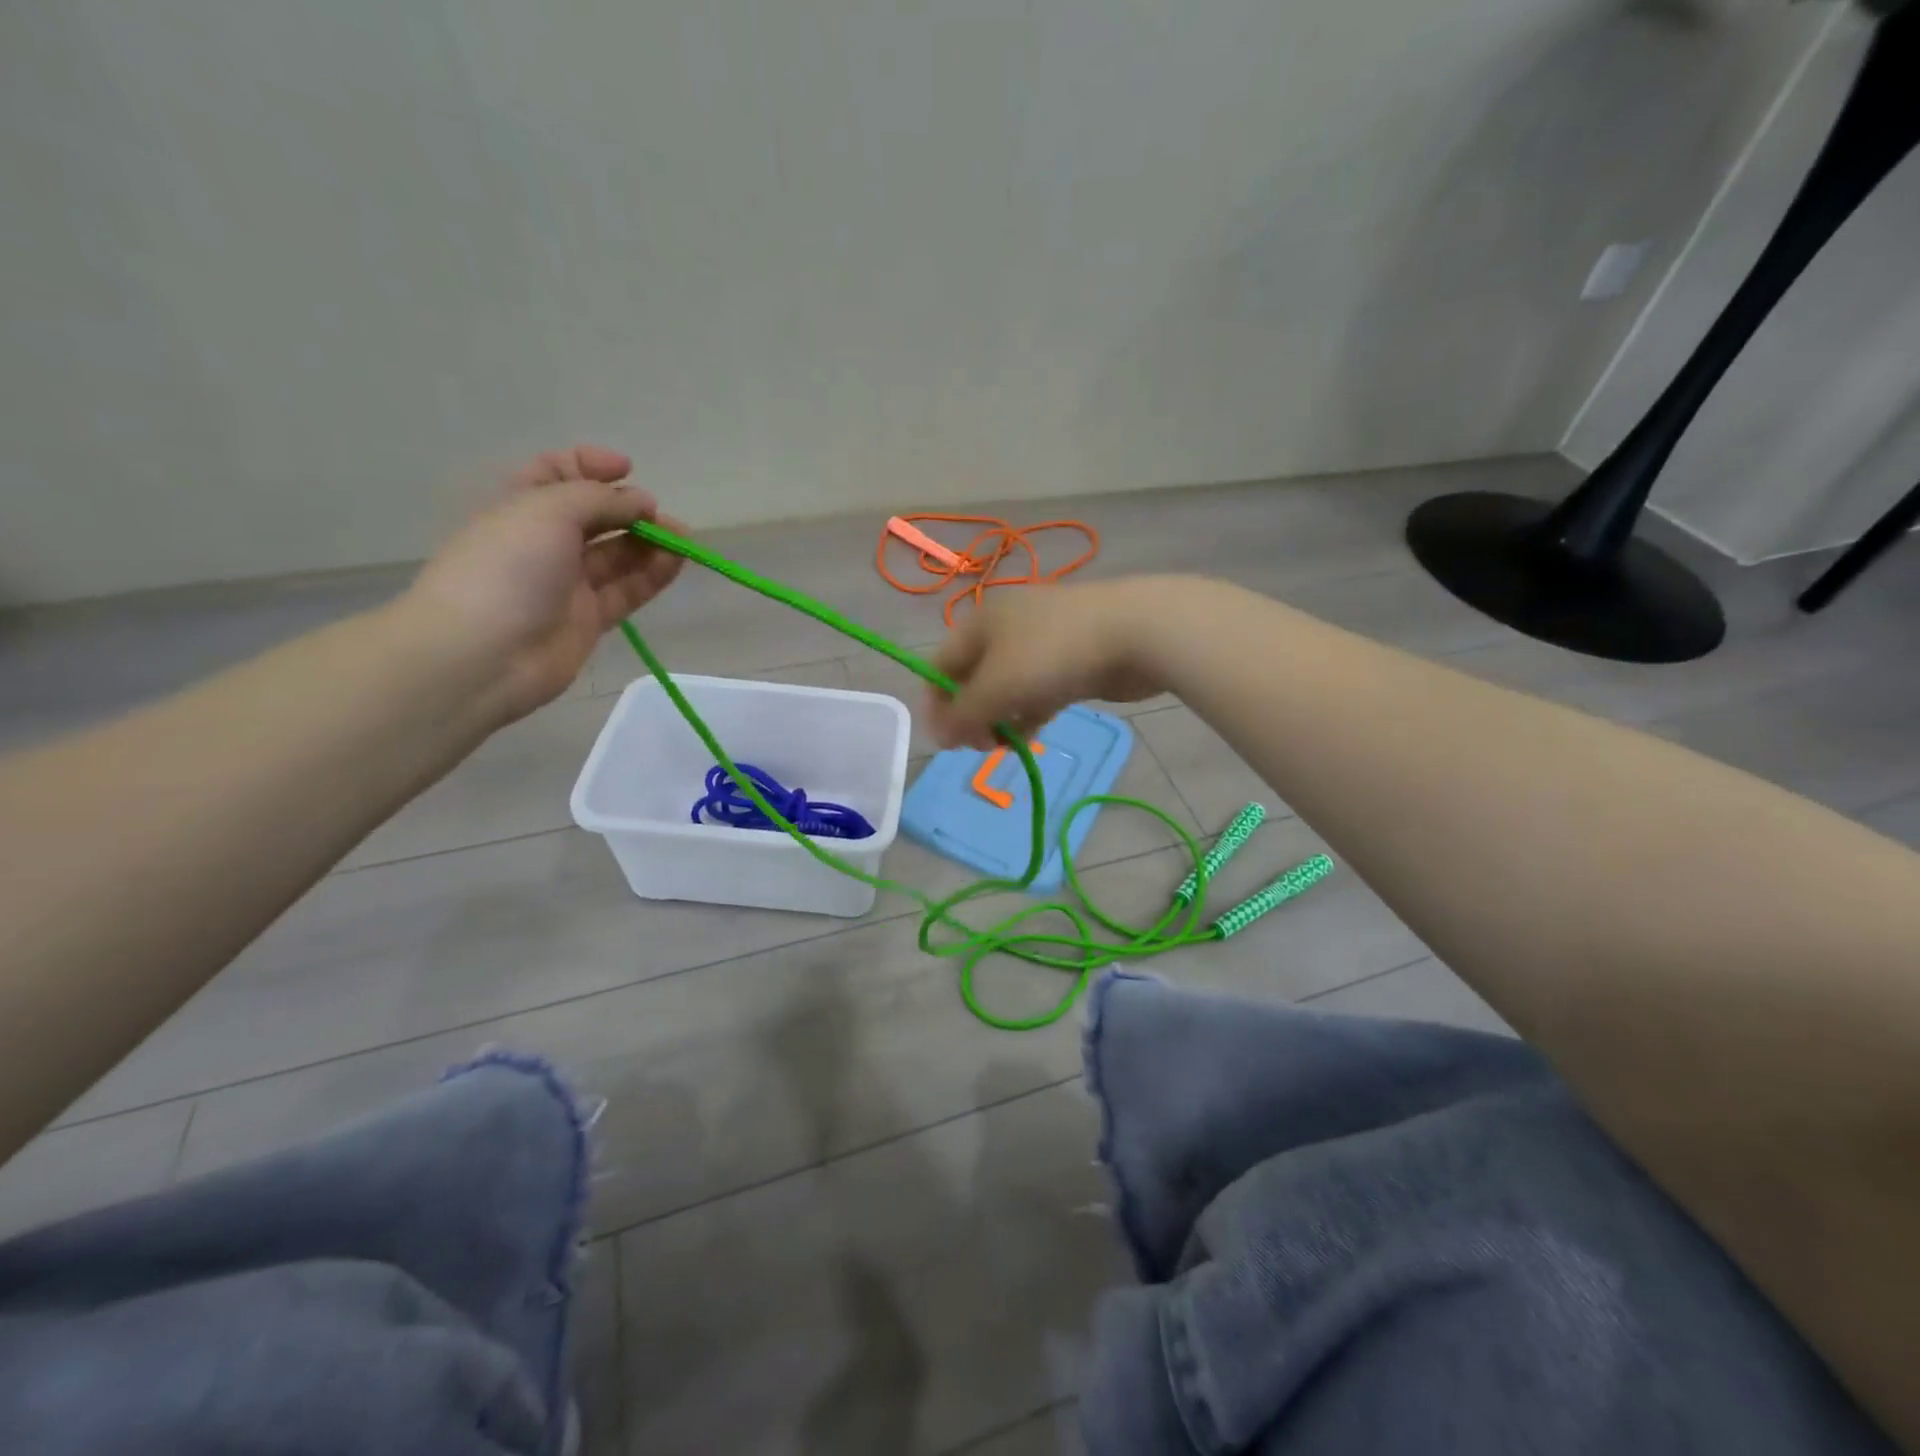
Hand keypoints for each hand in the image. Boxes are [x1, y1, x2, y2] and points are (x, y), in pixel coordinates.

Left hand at [403, 446, 685, 722]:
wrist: (484, 653)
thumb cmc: (506, 567)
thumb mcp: (548, 510)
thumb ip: (600, 499)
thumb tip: (641, 502)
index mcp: (520, 507)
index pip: (557, 475)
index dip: (590, 466)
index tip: (627, 469)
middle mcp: (544, 543)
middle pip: (595, 517)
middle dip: (630, 510)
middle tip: (661, 516)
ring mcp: (568, 584)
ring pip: (617, 555)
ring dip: (650, 543)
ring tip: (682, 539)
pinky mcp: (590, 620)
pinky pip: (628, 590)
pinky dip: (653, 575)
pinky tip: (676, 562)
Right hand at [925, 578, 1179, 749]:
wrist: (1137, 633)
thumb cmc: (1053, 655)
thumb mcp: (997, 687)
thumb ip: (963, 715)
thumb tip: (938, 737)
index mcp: (979, 622)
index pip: (940, 664)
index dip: (937, 704)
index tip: (947, 742)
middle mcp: (1005, 628)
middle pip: (972, 677)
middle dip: (970, 715)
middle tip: (981, 746)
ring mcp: (1041, 643)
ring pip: (1006, 687)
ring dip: (1000, 718)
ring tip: (1005, 746)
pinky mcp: (1070, 661)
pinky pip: (1037, 691)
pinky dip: (1029, 713)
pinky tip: (1032, 735)